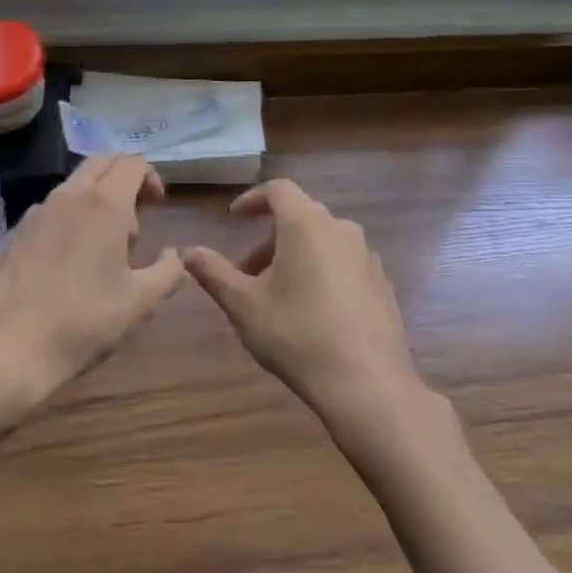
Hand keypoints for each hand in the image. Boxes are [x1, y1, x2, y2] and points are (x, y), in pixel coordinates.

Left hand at [0, 154, 185, 412]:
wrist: (0, 350)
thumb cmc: (80, 322)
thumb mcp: (139, 304)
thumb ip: (168, 272)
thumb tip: (175, 255)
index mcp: (104, 204)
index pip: (132, 162)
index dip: (151, 177)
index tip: (158, 207)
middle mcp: (68, 196)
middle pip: (101, 163)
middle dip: (123, 181)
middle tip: (133, 222)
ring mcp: (35, 213)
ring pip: (73, 186)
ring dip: (95, 201)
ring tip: (101, 249)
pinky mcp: (12, 233)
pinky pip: (49, 211)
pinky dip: (68, 220)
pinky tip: (66, 265)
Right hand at [182, 180, 424, 421]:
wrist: (367, 382)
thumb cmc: (297, 335)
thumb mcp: (244, 305)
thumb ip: (214, 273)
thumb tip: (189, 252)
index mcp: (306, 223)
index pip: (278, 189)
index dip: (253, 199)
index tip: (234, 218)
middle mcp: (340, 228)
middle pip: (300, 216)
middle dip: (269, 238)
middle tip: (247, 271)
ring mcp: (366, 255)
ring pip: (323, 241)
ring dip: (296, 255)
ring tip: (277, 295)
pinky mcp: (382, 282)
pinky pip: (344, 263)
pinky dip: (322, 271)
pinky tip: (313, 311)